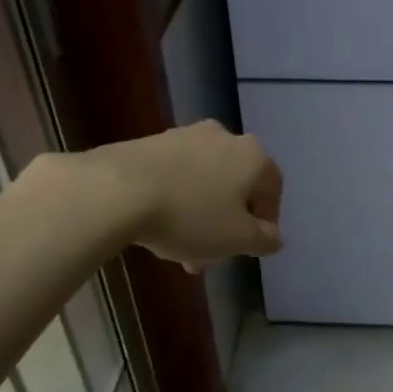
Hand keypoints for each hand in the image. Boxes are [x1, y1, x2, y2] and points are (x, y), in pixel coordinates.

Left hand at [90, 121, 282, 270]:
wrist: (118, 190)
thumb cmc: (190, 216)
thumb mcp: (236, 239)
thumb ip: (263, 239)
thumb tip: (274, 237)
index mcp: (253, 156)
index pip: (272, 188)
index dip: (267, 221)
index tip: (251, 246)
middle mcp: (224, 137)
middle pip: (235, 185)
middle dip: (227, 223)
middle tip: (212, 256)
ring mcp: (185, 136)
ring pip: (204, 182)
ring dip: (199, 214)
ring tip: (180, 250)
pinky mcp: (151, 142)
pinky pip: (175, 175)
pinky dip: (175, 200)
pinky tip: (157, 226)